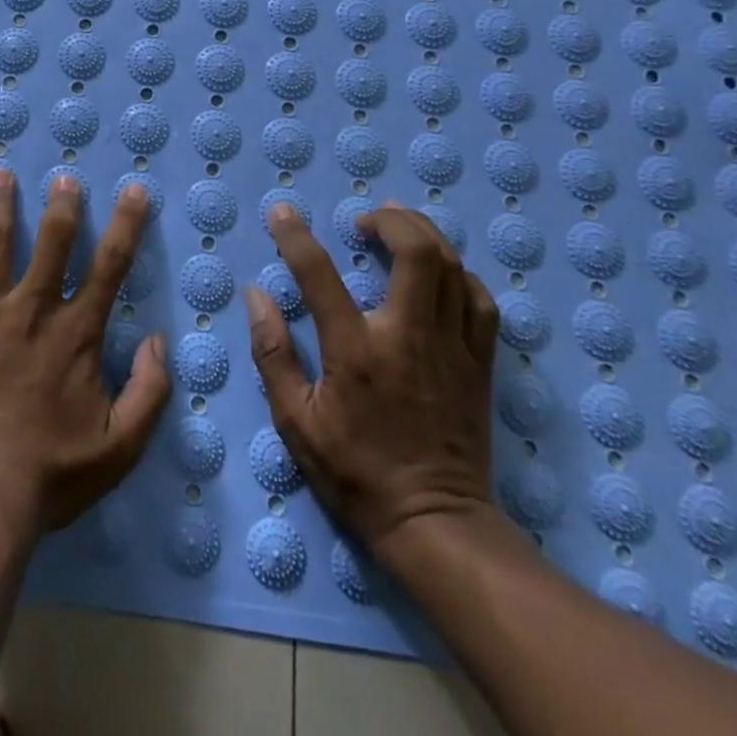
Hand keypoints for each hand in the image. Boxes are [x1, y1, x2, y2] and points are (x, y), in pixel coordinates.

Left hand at [0, 169, 170, 533]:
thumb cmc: (50, 472)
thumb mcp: (120, 446)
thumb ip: (149, 391)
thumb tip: (159, 342)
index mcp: (75, 332)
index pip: (110, 266)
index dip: (126, 224)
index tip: (133, 190)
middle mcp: (32, 309)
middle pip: (51, 242)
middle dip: (60, 206)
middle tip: (63, 177)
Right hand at [243, 200, 500, 548]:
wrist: (435, 524)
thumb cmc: (355, 472)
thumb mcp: (296, 421)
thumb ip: (273, 353)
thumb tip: (256, 295)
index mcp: (356, 350)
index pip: (319, 273)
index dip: (295, 235)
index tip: (282, 212)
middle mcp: (408, 336)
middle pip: (416, 252)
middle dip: (390, 220)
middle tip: (364, 220)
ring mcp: (451, 348)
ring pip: (452, 267)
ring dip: (423, 235)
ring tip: (398, 229)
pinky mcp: (479, 364)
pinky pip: (480, 301)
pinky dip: (460, 274)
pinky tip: (440, 274)